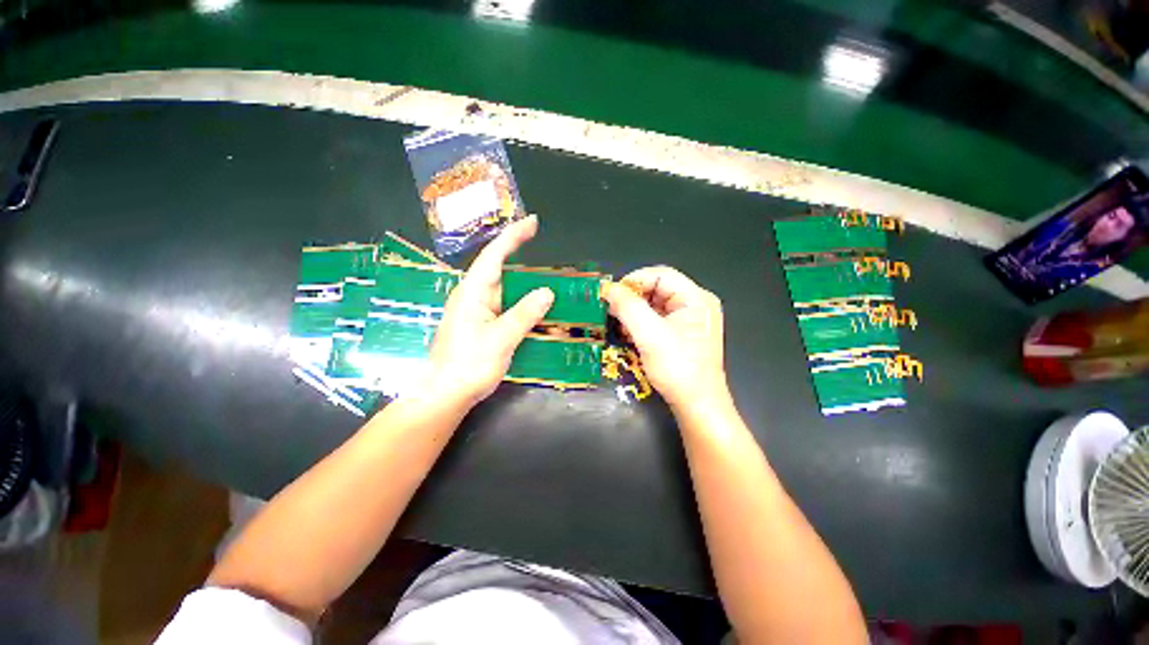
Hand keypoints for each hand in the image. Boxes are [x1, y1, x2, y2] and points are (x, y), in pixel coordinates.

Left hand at [429, 216, 553, 406]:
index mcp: (473, 291)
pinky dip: (515, 305)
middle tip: (542, 249)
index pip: (494, 254)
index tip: (532, 221)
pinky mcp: (472, 328)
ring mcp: (470, 313)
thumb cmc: (470, 364)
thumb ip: (525, 313)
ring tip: (544, 285)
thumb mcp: (502, 338)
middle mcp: (470, 296)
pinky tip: (529, 313)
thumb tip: (546, 291)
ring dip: (520, 287)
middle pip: (496, 269)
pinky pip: (497, 308)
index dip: (514, 236)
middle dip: (518, 257)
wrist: (444, 393)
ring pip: (499, 291)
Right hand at [602, 266, 728, 411]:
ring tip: (621, 328)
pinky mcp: (690, 337)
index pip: (660, 275)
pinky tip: (633, 338)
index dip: (633, 282)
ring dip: (638, 313)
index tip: (610, 297)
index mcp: (697, 298)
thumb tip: (608, 289)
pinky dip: (646, 325)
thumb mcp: (649, 335)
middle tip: (613, 314)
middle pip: (660, 288)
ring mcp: (696, 321)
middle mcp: (699, 304)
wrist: (699, 405)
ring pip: (660, 305)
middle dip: (634, 299)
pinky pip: (664, 320)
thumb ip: (627, 307)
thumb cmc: (678, 368)